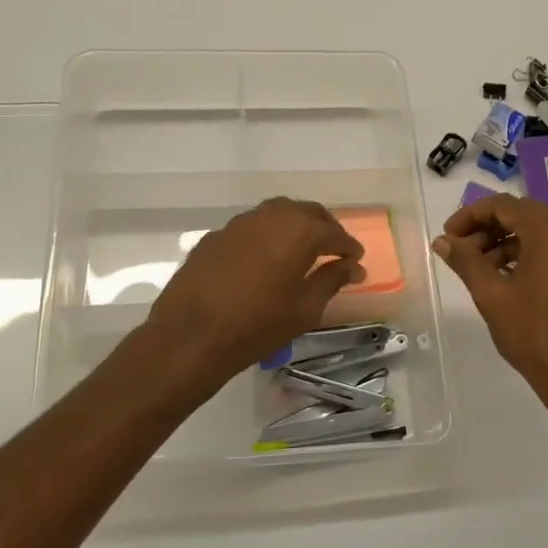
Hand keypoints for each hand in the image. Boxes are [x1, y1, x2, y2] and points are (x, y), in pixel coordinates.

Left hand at [146, 198, 365, 385]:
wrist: (190, 335)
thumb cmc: (257, 325)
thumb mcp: (304, 309)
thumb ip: (331, 280)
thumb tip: (352, 267)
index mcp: (299, 231)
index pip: (334, 232)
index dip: (348, 247)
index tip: (356, 261)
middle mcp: (270, 216)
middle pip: (306, 213)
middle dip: (324, 229)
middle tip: (334, 251)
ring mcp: (239, 223)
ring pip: (276, 214)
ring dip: (294, 227)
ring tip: (301, 251)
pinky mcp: (216, 235)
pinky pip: (251, 228)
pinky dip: (266, 236)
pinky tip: (265, 259)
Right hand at [432, 194, 547, 438]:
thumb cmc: (534, 335)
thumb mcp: (492, 295)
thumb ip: (465, 262)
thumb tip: (442, 241)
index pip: (505, 206)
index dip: (471, 215)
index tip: (449, 235)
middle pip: (523, 215)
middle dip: (487, 228)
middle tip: (460, 250)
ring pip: (538, 233)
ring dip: (505, 242)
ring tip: (477, 268)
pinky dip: (526, 255)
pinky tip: (503, 278)